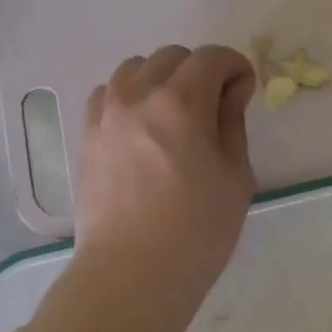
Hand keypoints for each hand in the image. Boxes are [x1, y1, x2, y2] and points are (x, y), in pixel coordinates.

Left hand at [75, 44, 256, 302]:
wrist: (130, 274)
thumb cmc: (196, 232)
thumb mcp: (235, 177)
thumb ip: (232, 122)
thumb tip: (232, 90)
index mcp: (180, 102)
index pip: (211, 57)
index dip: (235, 66)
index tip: (245, 90)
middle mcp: (137, 95)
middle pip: (172, 57)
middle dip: (200, 71)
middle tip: (215, 108)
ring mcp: (106, 114)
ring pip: (135, 70)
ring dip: (161, 80)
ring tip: (174, 116)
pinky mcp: (87, 136)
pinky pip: (107, 95)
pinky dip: (129, 97)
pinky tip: (141, 128)